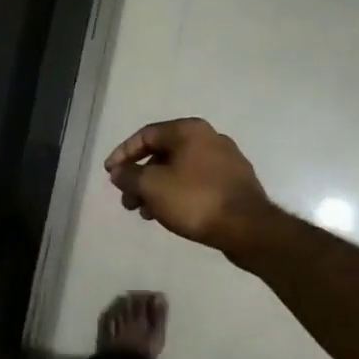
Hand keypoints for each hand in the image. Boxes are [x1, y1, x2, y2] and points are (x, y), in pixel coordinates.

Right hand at [103, 118, 273, 254]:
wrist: (248, 228)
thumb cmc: (196, 200)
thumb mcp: (152, 186)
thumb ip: (130, 176)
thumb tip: (119, 172)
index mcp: (189, 130)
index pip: (146, 135)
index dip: (123, 154)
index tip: (110, 174)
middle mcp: (209, 138)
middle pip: (163, 153)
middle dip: (140, 177)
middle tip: (127, 201)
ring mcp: (225, 160)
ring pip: (179, 170)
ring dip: (157, 189)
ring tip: (145, 213)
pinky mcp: (234, 182)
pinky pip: (196, 183)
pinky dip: (177, 194)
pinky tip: (169, 215)